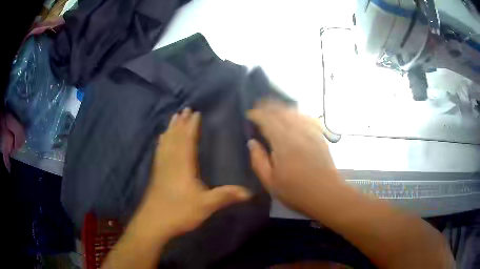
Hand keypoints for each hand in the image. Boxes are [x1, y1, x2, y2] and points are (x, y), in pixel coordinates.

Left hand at [133, 108, 251, 238]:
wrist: (154, 222)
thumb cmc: (180, 211)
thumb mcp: (206, 205)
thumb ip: (226, 196)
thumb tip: (249, 192)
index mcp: (183, 165)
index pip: (188, 139)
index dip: (192, 126)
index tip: (196, 113)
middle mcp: (171, 161)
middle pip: (175, 137)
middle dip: (181, 122)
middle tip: (184, 109)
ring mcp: (161, 167)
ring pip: (166, 142)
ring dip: (171, 128)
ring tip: (173, 117)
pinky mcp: (156, 174)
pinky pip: (159, 151)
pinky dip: (162, 142)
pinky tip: (161, 139)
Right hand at [247, 101, 345, 218]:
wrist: (326, 194)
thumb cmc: (295, 191)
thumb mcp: (270, 181)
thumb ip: (258, 160)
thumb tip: (252, 142)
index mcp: (282, 143)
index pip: (268, 121)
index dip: (258, 115)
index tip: (250, 114)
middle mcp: (297, 133)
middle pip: (282, 113)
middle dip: (270, 107)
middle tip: (261, 105)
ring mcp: (310, 134)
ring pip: (295, 114)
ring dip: (283, 108)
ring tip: (275, 106)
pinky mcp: (320, 137)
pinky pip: (307, 119)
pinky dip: (298, 114)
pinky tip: (295, 115)